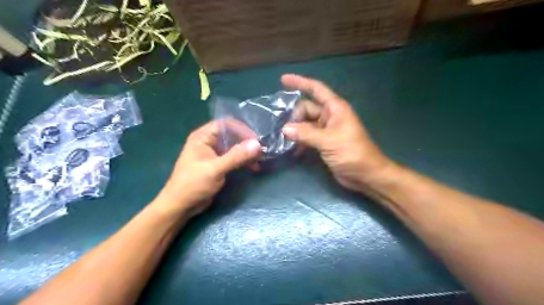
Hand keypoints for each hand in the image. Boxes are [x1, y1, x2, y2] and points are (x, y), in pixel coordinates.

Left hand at [158, 121, 261, 215]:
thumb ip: (236, 156)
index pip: (226, 124)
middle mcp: (209, 142)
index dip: (242, 129)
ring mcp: (214, 153)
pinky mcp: (218, 164)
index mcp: (203, 137)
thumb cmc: (193, 184)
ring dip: (247, 153)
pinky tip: (254, 167)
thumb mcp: (215, 169)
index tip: (256, 140)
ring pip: (235, 147)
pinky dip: (244, 161)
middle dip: (247, 142)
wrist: (181, 206)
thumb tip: (257, 144)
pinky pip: (234, 158)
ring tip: (260, 160)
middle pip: (232, 135)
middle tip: (262, 151)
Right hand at [281, 74, 391, 189]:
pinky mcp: (324, 142)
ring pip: (306, 124)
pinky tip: (293, 150)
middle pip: (307, 108)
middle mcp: (330, 116)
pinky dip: (300, 141)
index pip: (316, 89)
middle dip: (294, 116)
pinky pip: (308, 136)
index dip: (300, 82)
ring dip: (295, 130)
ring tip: (283, 139)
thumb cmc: (352, 153)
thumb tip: (285, 129)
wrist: (366, 174)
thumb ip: (306, 133)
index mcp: (335, 108)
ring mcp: (327, 130)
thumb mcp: (328, 141)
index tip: (282, 79)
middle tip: (283, 130)